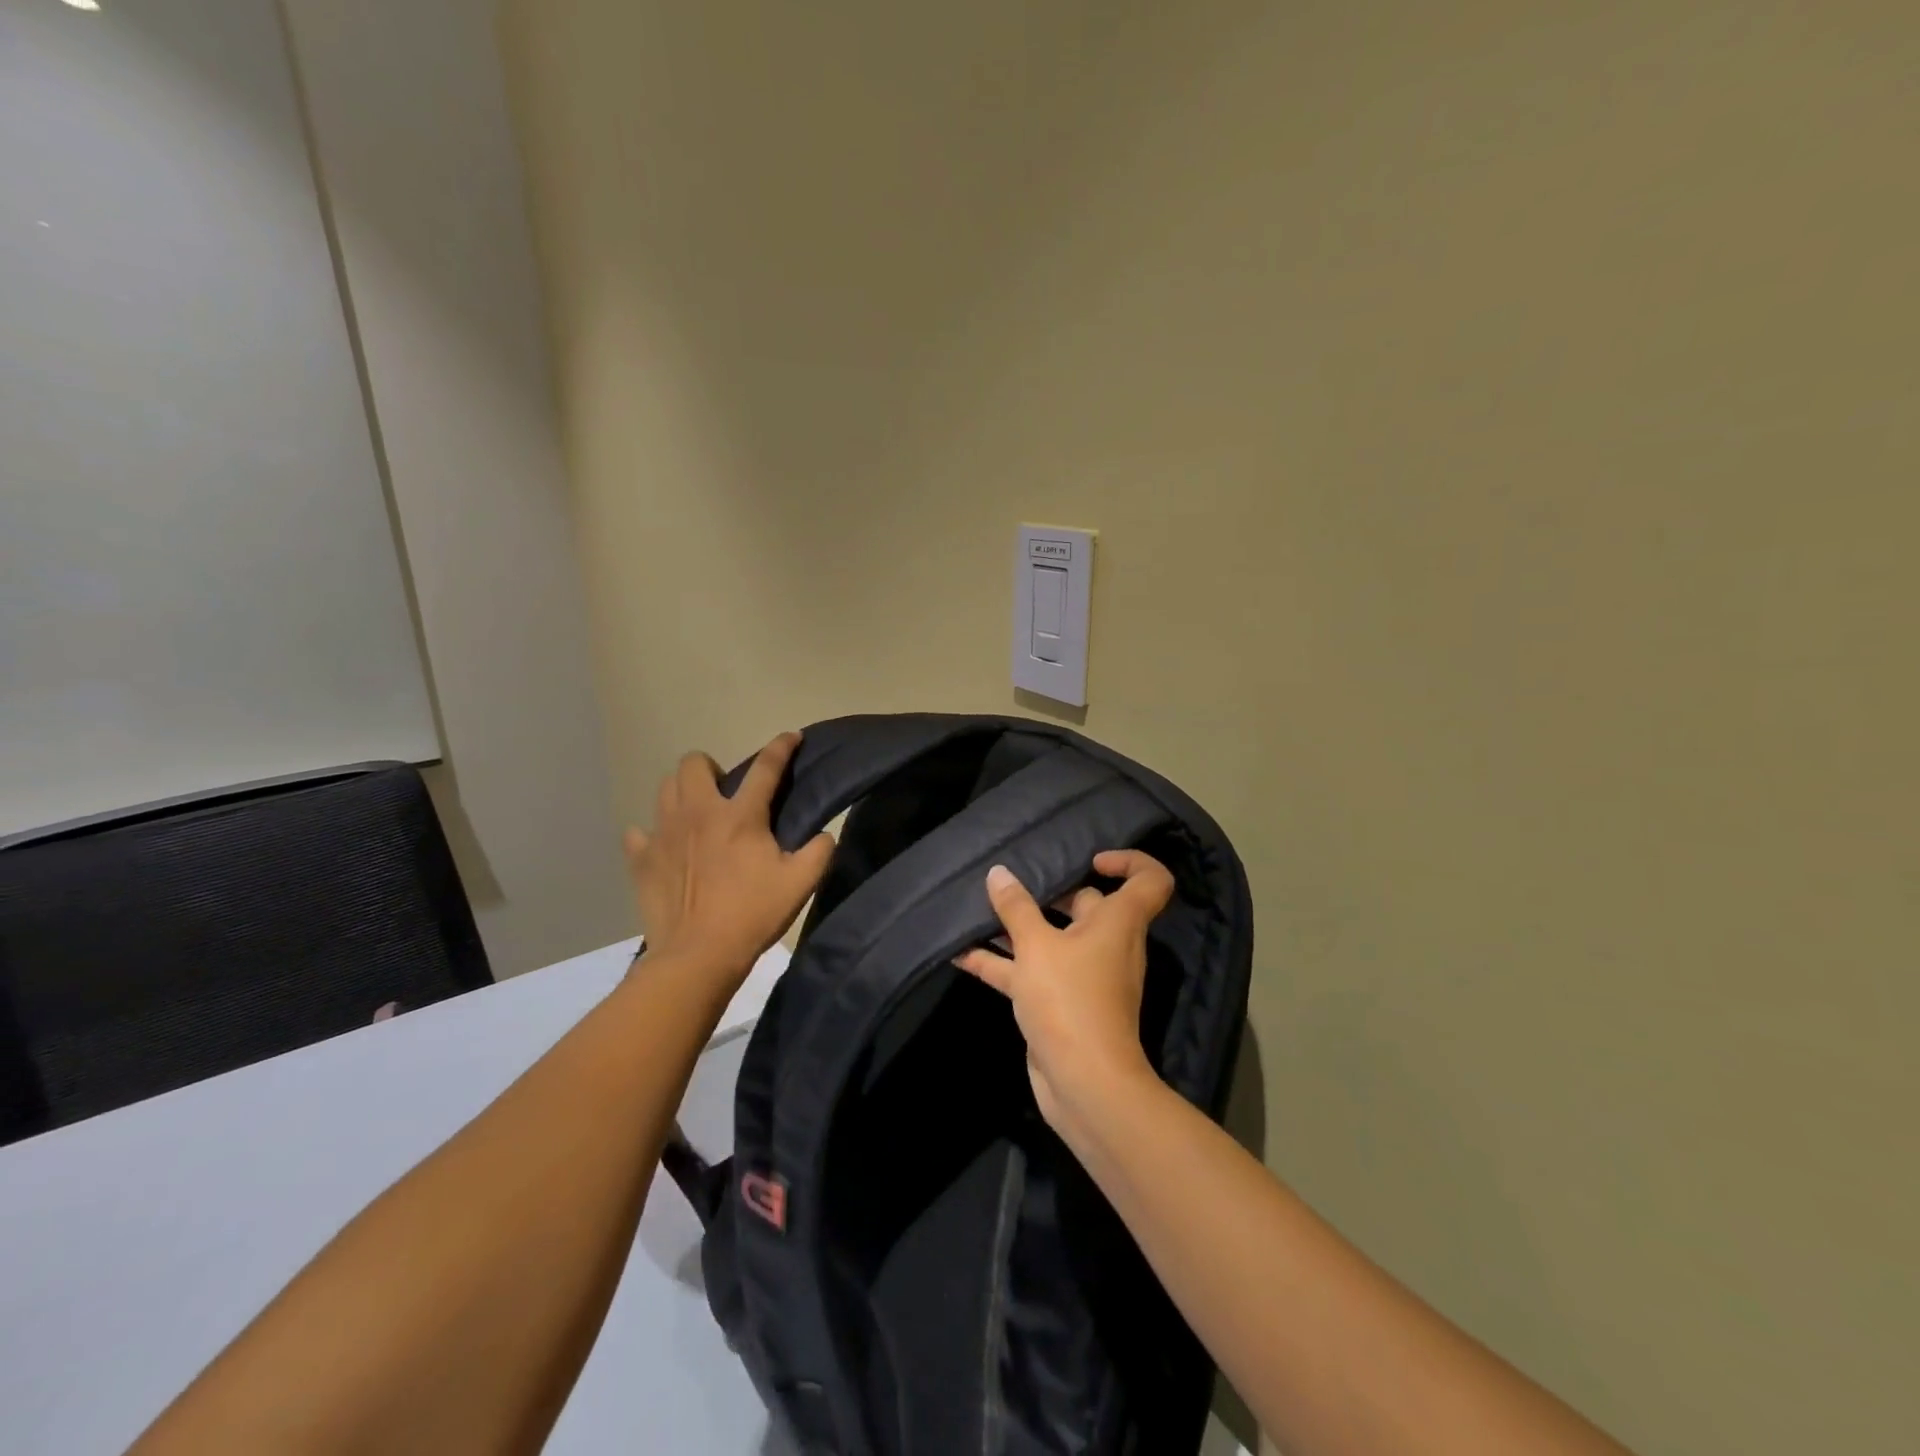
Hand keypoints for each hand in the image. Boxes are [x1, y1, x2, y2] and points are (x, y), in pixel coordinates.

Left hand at [624, 732, 834, 981]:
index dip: (782, 747)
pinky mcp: (641, 858)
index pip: (766, 767)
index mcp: (740, 816)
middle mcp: (699, 813)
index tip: (791, 737)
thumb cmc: (752, 915)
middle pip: (693, 763)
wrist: (697, 955)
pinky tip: (667, 848)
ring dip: (682, 792)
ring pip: (664, 788)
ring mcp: (664, 833)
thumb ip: (820, 850)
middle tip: (725, 792)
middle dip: (711, 767)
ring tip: (697, 814)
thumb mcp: (801, 883)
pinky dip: (652, 835)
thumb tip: (824, 834)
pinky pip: (639, 832)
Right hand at [953, 850, 1174, 1129]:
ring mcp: (1082, 977)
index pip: (1149, 881)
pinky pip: (1030, 972)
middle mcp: (1107, 945)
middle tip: (1012, 881)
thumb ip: (1016, 908)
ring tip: (978, 910)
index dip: (1130, 861)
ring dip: (1017, 928)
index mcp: (1118, 923)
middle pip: (1086, 906)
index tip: (1091, 859)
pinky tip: (961, 954)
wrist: (1084, 1084)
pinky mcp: (1058, 1004)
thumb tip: (999, 873)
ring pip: (1051, 940)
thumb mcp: (1037, 946)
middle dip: (1050, 892)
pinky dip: (1001, 963)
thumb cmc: (1070, 999)